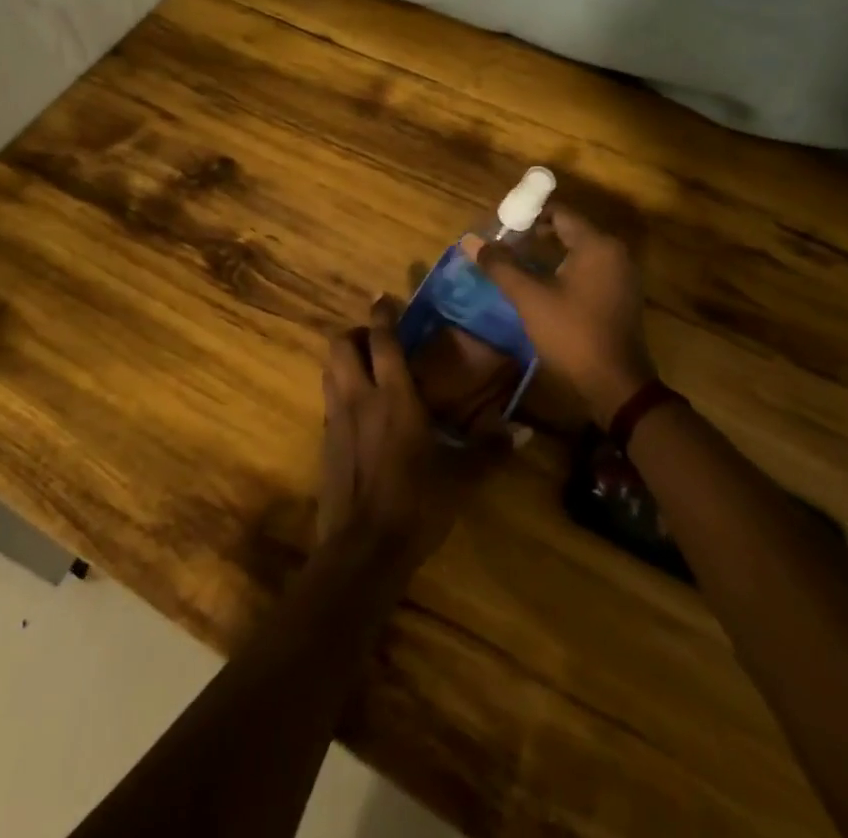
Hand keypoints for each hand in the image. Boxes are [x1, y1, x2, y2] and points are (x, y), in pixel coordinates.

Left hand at [318, 297, 494, 571]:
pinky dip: (340, 390)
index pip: (383, 341)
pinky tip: (361, 410)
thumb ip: (490, 451)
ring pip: (329, 370)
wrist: (363, 550)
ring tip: (367, 367)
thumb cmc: (416, 505)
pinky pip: (329, 400)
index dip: (382, 315)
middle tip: (376, 339)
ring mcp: (337, 420)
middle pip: (341, 346)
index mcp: (394, 398)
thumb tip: (521, 432)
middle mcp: (360, 398)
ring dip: (344, 359)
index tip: (384, 297)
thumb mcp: (461, 478)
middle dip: (355, 333)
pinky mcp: (325, 443)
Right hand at [472, 204, 657, 425]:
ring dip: (548, 253)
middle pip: (569, 229)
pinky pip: (589, 268)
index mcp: (597, 244)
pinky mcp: (620, 294)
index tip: (500, 228)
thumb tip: (470, 240)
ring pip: (578, 250)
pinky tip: (541, 284)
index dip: (527, 216)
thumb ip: (501, 265)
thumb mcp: (530, 297)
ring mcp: (621, 274)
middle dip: (534, 234)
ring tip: (516, 263)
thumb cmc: (572, 334)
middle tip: (504, 246)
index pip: (559, 213)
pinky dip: (564, 268)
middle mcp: (614, 252)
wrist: (615, 384)